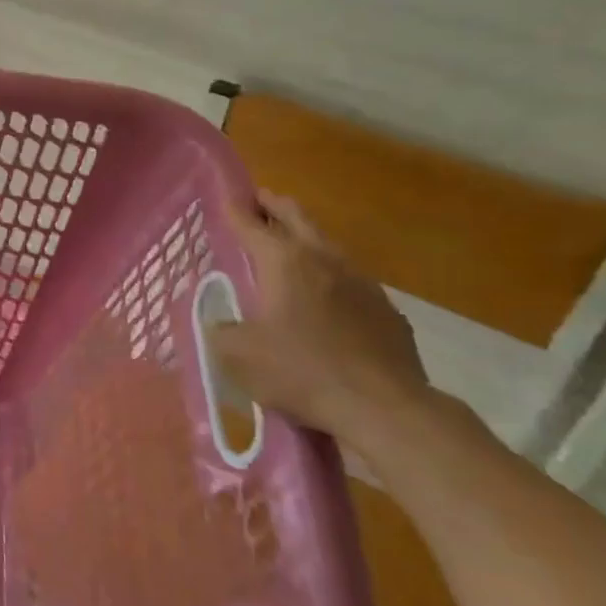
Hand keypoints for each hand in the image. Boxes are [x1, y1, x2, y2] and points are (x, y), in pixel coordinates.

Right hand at [206, 191, 430, 449]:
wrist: (385, 409)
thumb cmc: (301, 372)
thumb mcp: (237, 354)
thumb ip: (219, 329)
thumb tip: (218, 321)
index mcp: (283, 262)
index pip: (252, 224)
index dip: (235, 209)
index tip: (226, 196)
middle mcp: (323, 260)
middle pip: (298, 219)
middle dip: (276, 207)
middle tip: (261, 199)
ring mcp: (362, 283)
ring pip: (328, 246)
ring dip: (307, 238)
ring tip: (292, 243)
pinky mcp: (387, 311)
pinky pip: (351, 281)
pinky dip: (332, 276)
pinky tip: (328, 296)